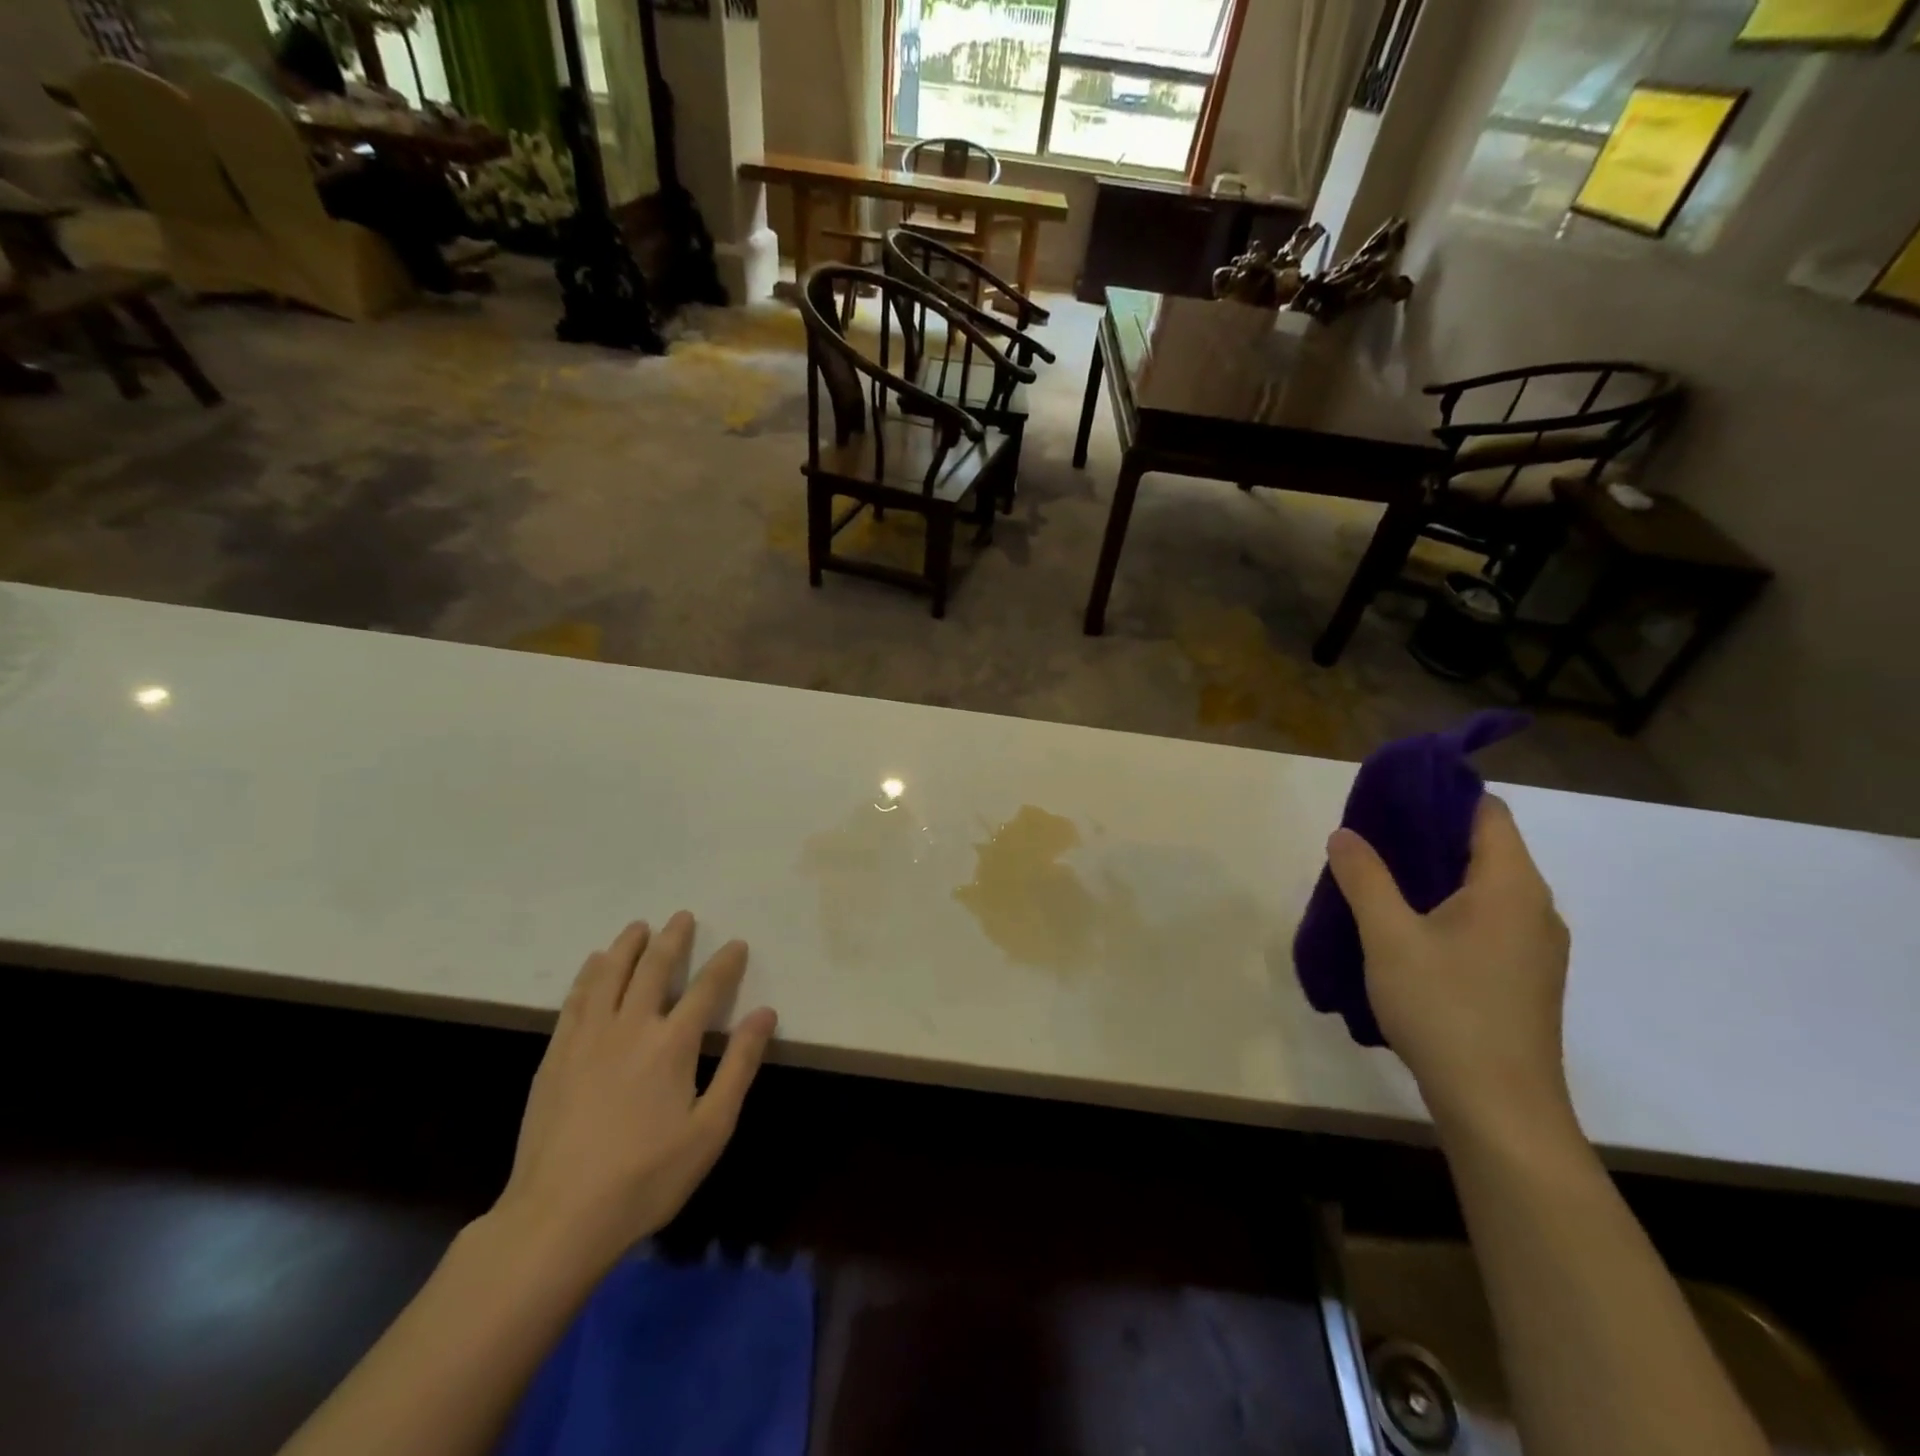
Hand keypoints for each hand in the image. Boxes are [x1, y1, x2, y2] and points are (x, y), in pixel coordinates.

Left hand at [492, 913, 776, 1276]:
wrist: (558, 1217)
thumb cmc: (647, 1177)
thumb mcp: (711, 1129)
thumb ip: (739, 1065)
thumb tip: (765, 1013)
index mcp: (672, 1044)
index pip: (706, 989)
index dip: (725, 964)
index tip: (737, 944)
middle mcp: (631, 1027)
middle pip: (654, 969)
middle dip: (673, 939)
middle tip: (683, 916)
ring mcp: (588, 1039)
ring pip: (609, 975)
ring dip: (627, 946)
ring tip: (638, 926)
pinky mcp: (556, 1056)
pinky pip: (575, 1000)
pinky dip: (588, 974)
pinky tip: (594, 964)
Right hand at [1328, 795, 1572, 1138]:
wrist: (1500, 1109)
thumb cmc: (1446, 1009)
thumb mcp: (1388, 937)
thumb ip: (1364, 878)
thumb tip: (1346, 834)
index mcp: (1512, 886)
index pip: (1487, 813)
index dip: (1441, 796)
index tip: (1390, 798)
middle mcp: (1535, 908)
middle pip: (1484, 848)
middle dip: (1426, 835)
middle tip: (1370, 840)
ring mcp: (1534, 947)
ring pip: (1483, 888)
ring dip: (1433, 876)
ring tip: (1378, 882)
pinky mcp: (1524, 978)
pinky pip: (1485, 920)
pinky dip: (1447, 909)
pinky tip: (1406, 932)